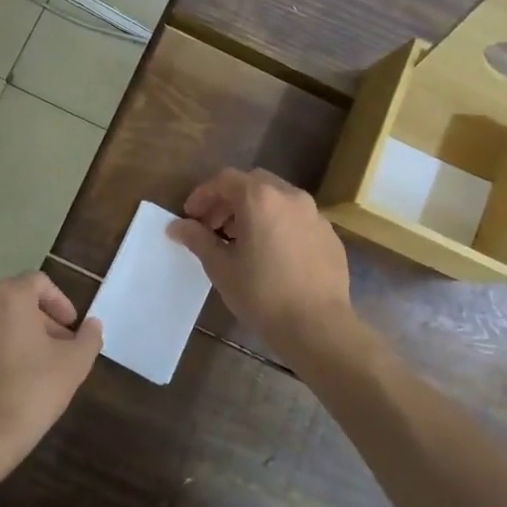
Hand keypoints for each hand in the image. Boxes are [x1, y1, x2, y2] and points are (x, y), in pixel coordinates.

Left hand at [0, 272, 102, 468]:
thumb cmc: (32, 391)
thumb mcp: (75, 363)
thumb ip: (89, 337)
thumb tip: (92, 325)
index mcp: (8, 297)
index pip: (38, 283)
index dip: (60, 302)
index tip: (71, 328)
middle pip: (15, 302)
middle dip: (40, 321)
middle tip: (58, 349)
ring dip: (15, 336)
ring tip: (33, 367)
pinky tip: (6, 382)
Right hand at [168, 169, 353, 350]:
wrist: (318, 327)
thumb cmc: (262, 294)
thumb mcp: (221, 267)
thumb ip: (197, 239)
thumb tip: (176, 226)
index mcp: (260, 198)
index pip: (224, 180)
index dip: (203, 195)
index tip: (190, 216)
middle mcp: (290, 196)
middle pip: (253, 184)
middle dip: (229, 200)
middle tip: (214, 226)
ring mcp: (315, 214)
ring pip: (278, 199)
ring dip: (255, 210)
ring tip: (242, 241)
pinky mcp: (329, 234)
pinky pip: (297, 218)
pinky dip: (278, 224)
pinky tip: (272, 254)